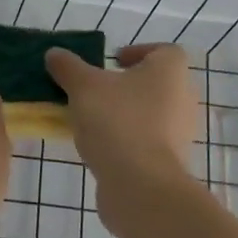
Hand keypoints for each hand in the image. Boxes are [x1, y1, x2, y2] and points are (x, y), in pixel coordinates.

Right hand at [45, 43, 197, 236]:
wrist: (141, 186)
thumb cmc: (117, 122)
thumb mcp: (83, 87)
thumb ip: (68, 67)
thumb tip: (54, 53)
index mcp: (171, 71)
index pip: (163, 51)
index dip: (137, 52)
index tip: (111, 63)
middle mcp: (184, 98)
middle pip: (156, 83)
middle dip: (127, 86)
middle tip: (96, 90)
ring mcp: (181, 133)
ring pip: (152, 114)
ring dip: (126, 113)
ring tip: (93, 120)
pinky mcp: (172, 162)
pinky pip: (149, 140)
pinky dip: (129, 139)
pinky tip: (102, 146)